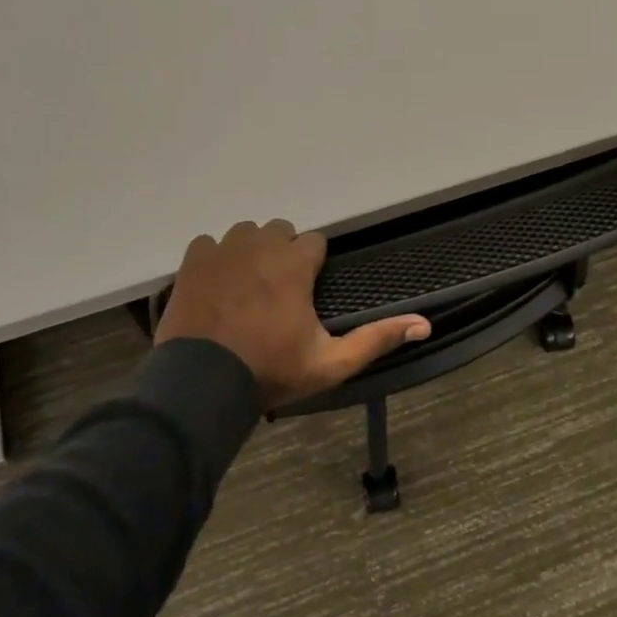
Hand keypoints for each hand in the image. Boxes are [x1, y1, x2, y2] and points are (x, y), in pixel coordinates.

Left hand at [154, 220, 431, 410]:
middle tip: (279, 291)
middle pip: (280, 230)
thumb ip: (376, 339)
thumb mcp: (330, 363)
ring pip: (245, 233)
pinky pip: (208, 243)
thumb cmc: (271, 371)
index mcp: (294, 265)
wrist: (202, 386)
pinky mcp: (192, 262)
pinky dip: (215, 258)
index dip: (313, 264)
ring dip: (251, 251)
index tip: (308, 289)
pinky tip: (217, 285)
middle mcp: (260, 246)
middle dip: (283, 253)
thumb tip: (424, 324)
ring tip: (247, 286)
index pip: (315, 240)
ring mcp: (222, 251)